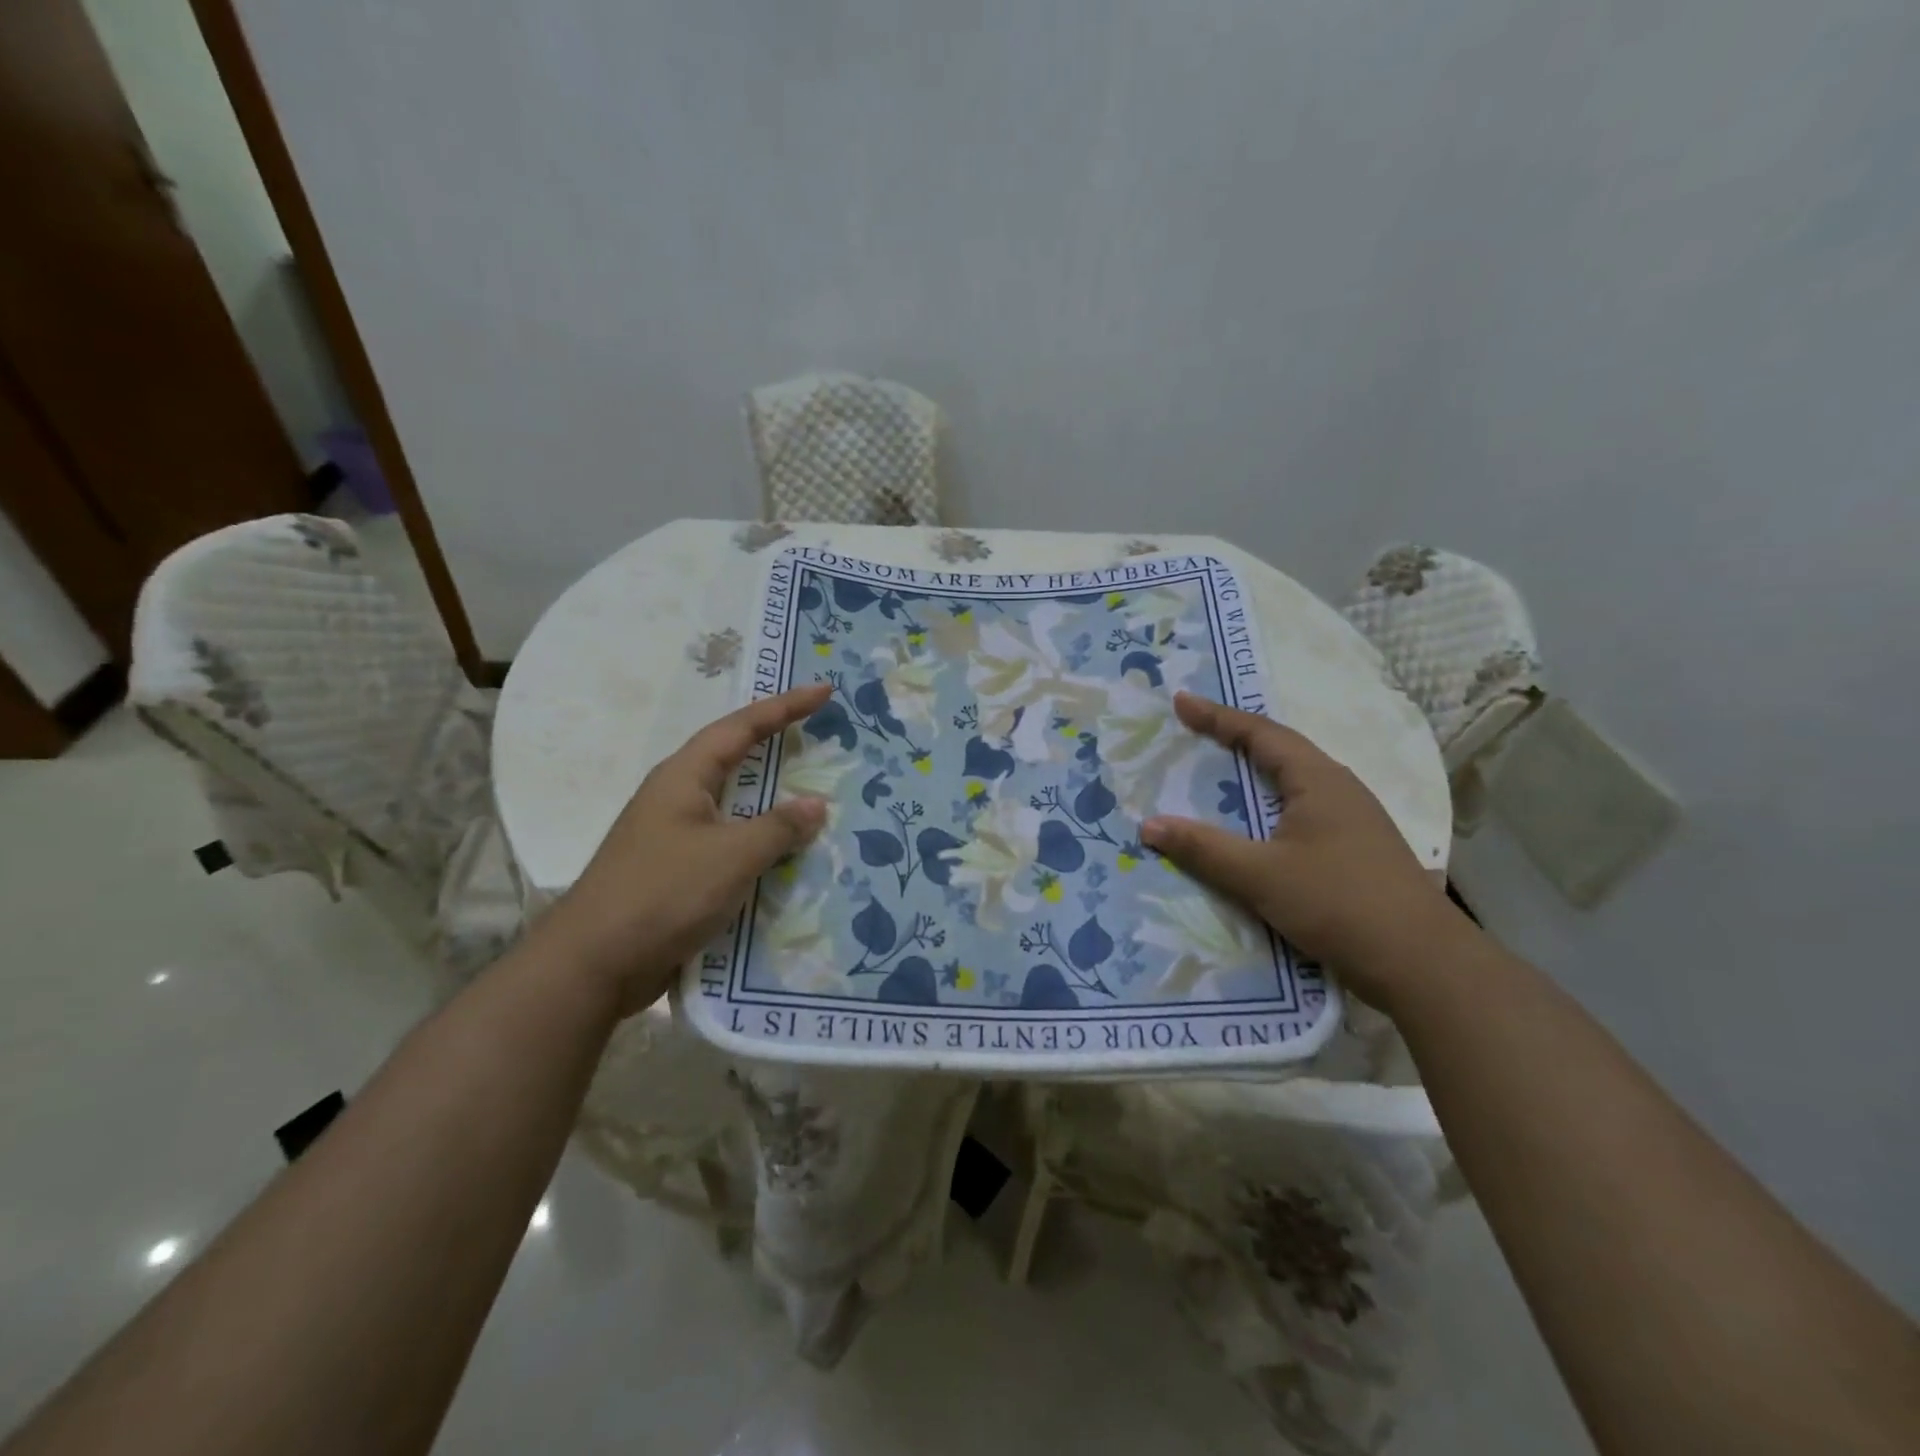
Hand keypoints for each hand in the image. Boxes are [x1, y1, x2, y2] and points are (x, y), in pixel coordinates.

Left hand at [538, 684, 830, 1014]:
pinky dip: (762, 842)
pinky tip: (788, 856)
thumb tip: (815, 805)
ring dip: (773, 800)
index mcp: (684, 778)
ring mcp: (676, 836)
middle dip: (777, 744)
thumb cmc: (662, 894)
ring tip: (816, 795)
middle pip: (735, 758)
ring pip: (735, 805)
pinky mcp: (678, 872)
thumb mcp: (730, 856)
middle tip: (821, 735)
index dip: (785, 706)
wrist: (594, 965)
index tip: (824, 691)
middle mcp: (678, 798)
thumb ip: (777, 828)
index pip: (741, 727)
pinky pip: (731, 843)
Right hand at [1140, 691, 1469, 1008]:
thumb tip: (1148, 824)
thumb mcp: (1261, 875)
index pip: (1260, 733)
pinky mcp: (1355, 850)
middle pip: (1279, 751)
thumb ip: (1204, 849)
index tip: (1180, 702)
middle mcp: (1338, 789)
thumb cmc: (1339, 903)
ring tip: (1218, 775)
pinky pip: (1300, 811)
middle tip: (1193, 733)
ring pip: (1292, 783)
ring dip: (1254, 774)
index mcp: (1318, 780)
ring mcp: (1353, 820)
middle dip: (1234, 739)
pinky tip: (1256, 828)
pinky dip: (1268, 807)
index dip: (1217, 716)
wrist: (1422, 964)